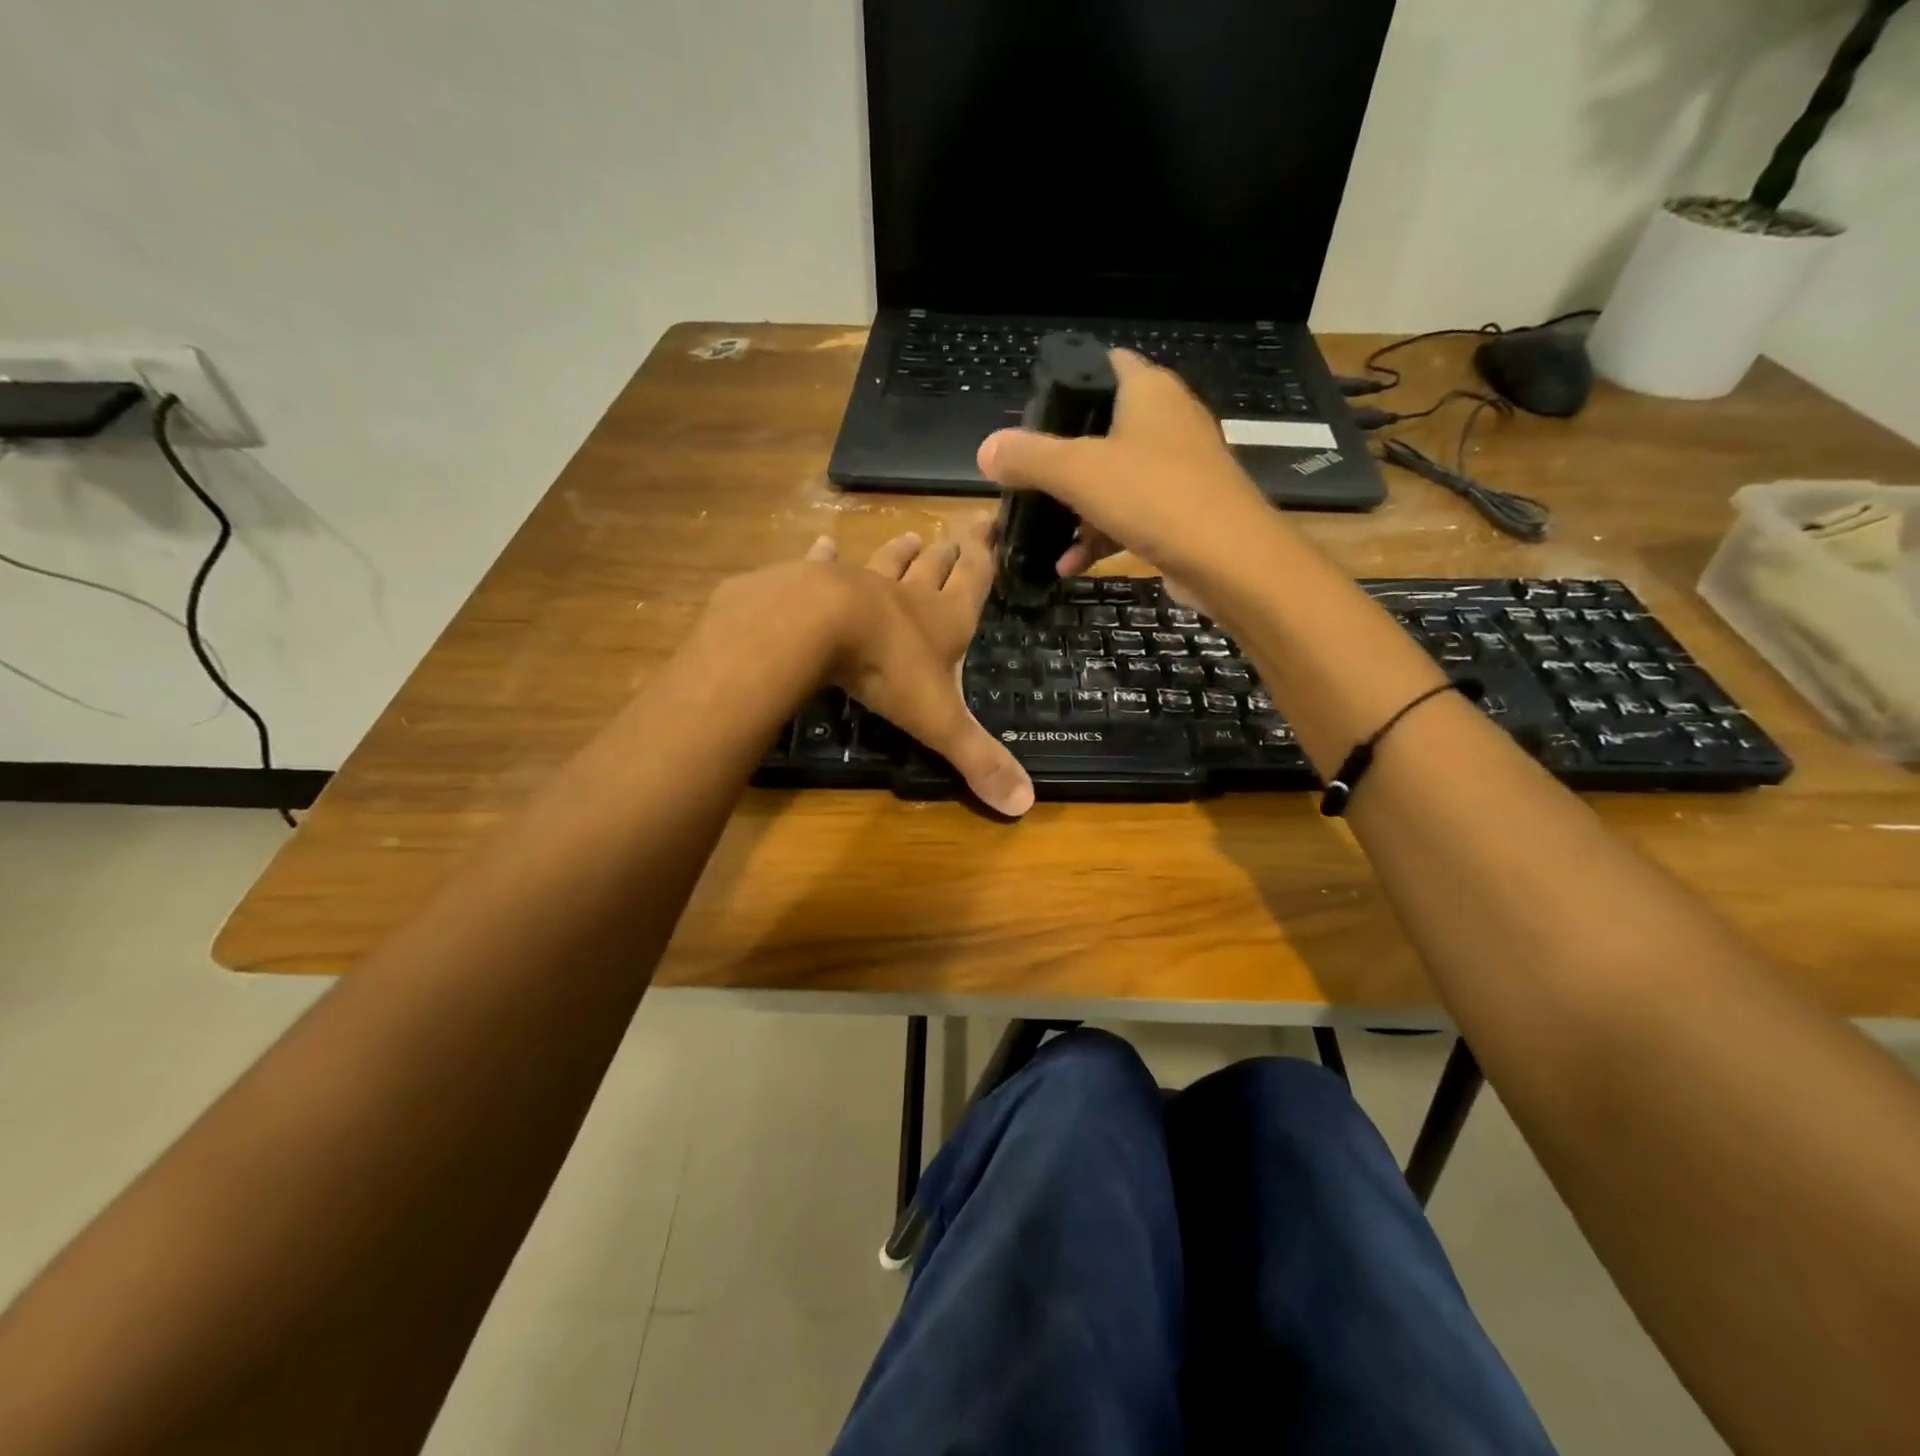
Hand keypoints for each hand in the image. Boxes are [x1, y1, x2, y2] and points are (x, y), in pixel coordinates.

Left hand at [711, 526, 1034, 817]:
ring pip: (888, 562)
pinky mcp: (815, 583)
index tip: (991, 526)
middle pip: (934, 566)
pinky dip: (826, 556)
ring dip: (901, 552)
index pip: (974, 580)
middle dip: (947, 553)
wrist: (818, 628)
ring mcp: (861, 583)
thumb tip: (1026, 805)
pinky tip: (825, 544)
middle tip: (954, 538)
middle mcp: (909, 594)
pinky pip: (824, 565)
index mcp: (945, 619)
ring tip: (911, 538)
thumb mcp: (940, 720)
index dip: (985, 556)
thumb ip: (978, 759)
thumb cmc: (889, 670)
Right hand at [976, 350, 1279, 584]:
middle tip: (1026, 476)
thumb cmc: (1154, 497)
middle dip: (1063, 456)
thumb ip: (1029, 457)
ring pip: (1114, 478)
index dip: (1068, 380)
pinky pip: (1130, 515)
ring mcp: (1178, 469)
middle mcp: (1168, 421)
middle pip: (1103, 427)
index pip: (1105, 364)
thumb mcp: (1078, 472)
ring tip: (1040, 530)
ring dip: (1076, 507)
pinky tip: (1070, 564)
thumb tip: (987, 449)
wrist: (1229, 560)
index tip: (1031, 411)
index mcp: (1149, 391)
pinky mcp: (1182, 512)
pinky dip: (1100, 535)